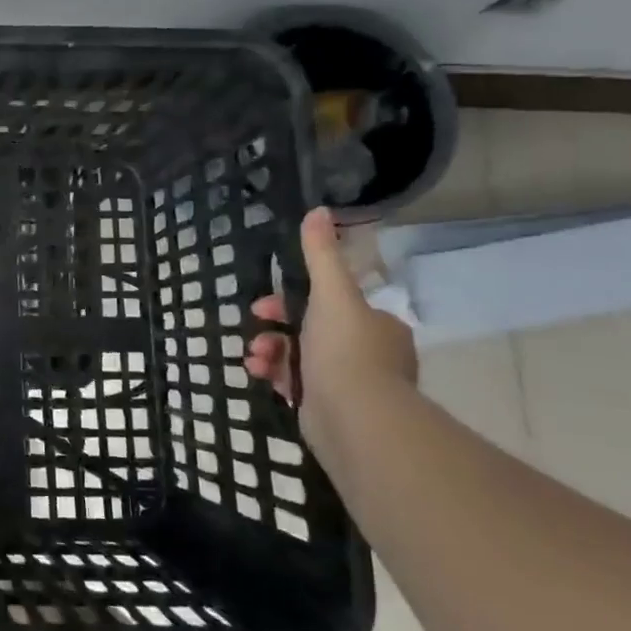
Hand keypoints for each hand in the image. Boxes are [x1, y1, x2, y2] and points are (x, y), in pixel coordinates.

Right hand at [243, 206, 417, 450]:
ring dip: (270, 352)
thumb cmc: (345, 351)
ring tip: (254, 358)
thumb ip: (321, 255)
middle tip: (257, 330)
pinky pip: (296, 384)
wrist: (356, 419)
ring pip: (299, 357)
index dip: (292, 299)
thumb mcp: (332, 294)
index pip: (330, 303)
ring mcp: (351, 385)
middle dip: (276, 328)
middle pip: (310, 330)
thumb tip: (318, 210)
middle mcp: (369, 353)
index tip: (265, 306)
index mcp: (376, 325)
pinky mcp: (331, 409)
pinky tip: (260, 375)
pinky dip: (275, 376)